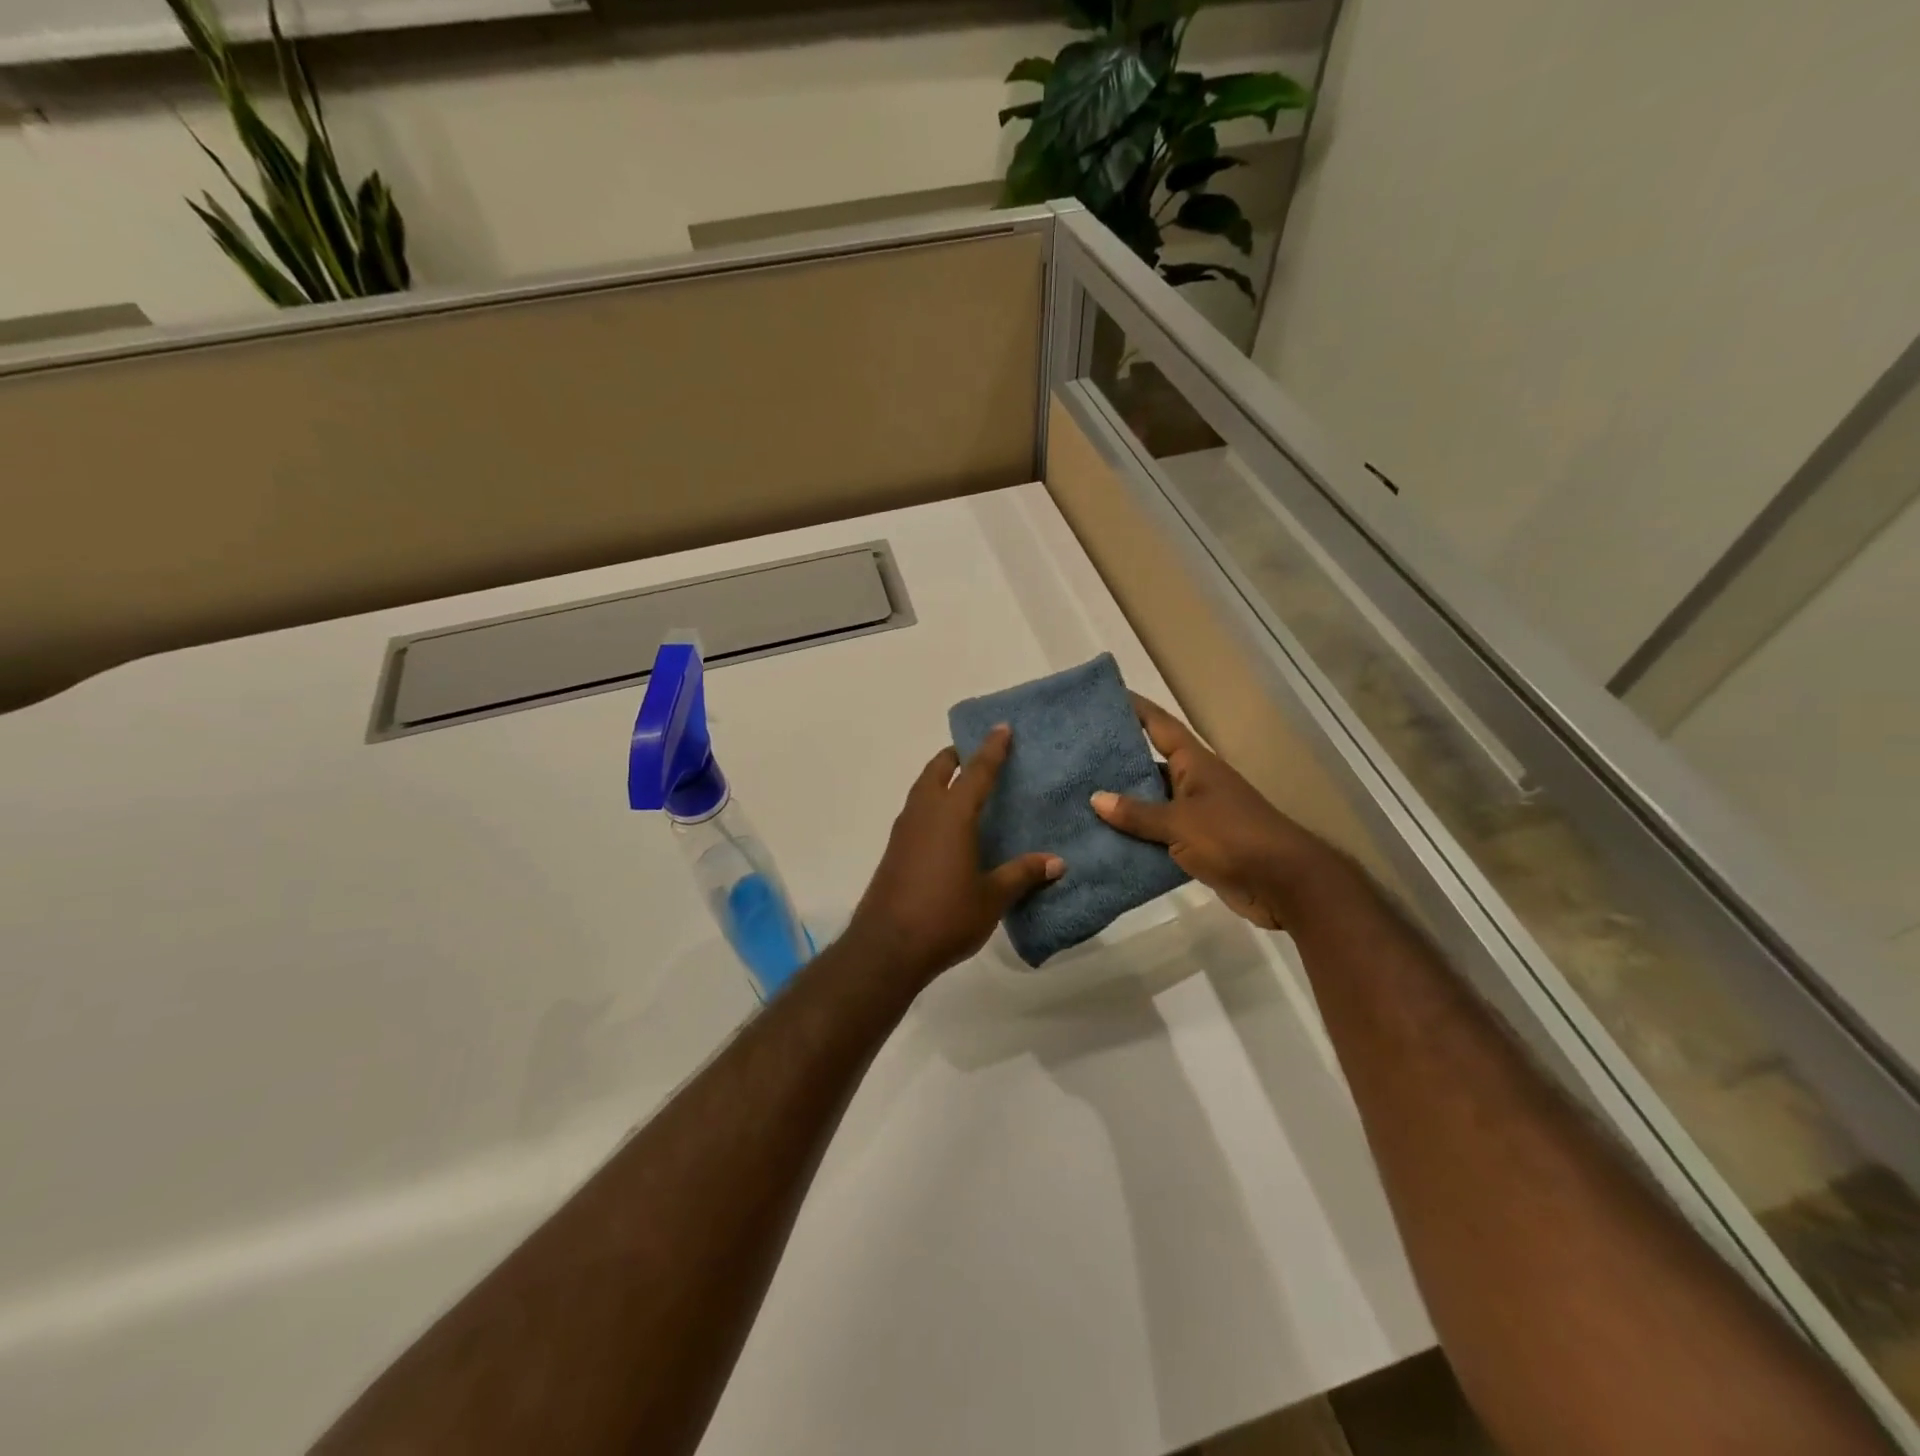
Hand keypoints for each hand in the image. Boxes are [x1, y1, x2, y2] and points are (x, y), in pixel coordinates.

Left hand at [844, 727, 1064, 987]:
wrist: (887, 947)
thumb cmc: (945, 915)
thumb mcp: (991, 897)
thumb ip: (1022, 874)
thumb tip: (1057, 862)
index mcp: (952, 815)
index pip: (976, 772)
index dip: (991, 749)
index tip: (1001, 728)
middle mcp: (924, 813)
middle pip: (937, 770)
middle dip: (955, 757)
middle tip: (975, 754)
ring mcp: (904, 831)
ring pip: (922, 790)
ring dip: (939, 779)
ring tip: (961, 785)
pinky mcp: (894, 851)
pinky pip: (915, 813)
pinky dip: (931, 804)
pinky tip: (945, 826)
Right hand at [1091, 693, 1335, 930]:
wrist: (1284, 883)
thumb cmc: (1232, 838)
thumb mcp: (1180, 823)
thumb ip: (1138, 813)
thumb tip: (1096, 798)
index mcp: (1194, 764)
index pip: (1160, 726)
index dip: (1136, 709)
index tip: (1105, 698)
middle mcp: (1194, 783)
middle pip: (1150, 764)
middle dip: (1117, 761)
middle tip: (1076, 756)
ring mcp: (1197, 815)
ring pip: (1151, 803)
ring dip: (1123, 804)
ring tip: (1079, 799)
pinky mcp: (1197, 846)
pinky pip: (1158, 835)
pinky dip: (1135, 837)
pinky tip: (1104, 840)